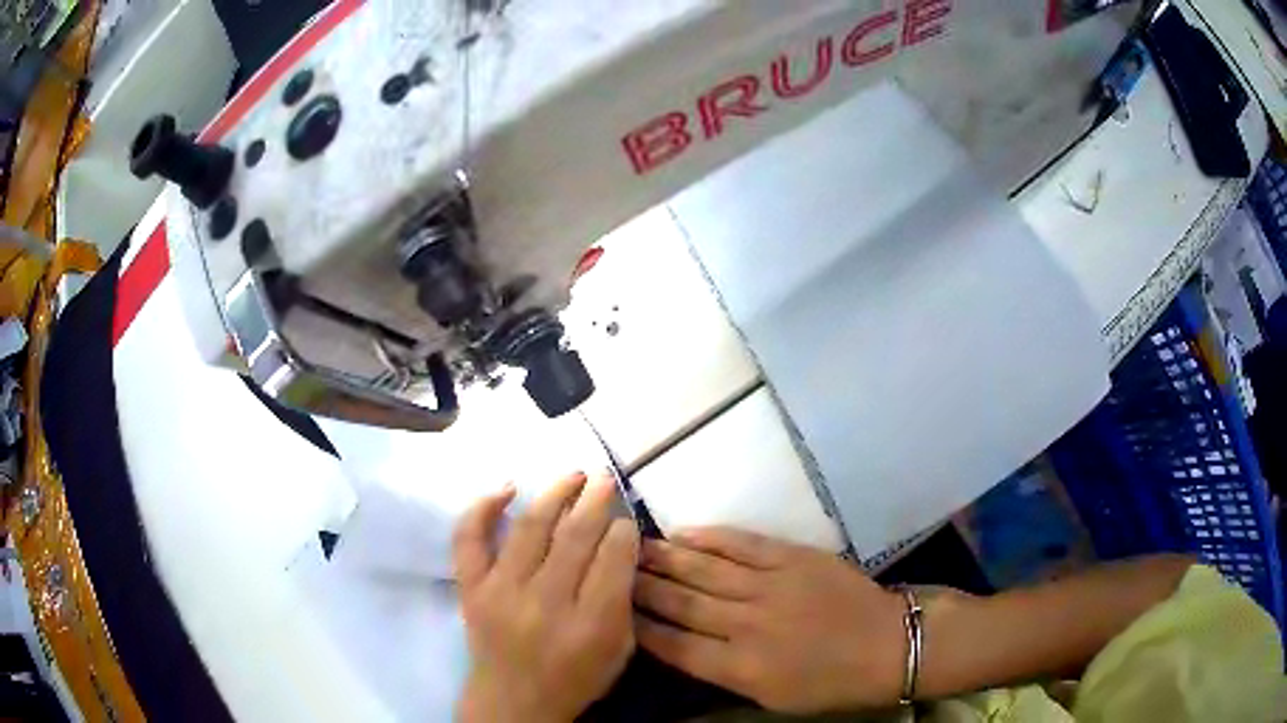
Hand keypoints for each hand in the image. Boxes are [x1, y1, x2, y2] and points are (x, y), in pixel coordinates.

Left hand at [453, 472, 639, 722]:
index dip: (623, 529)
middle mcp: (545, 603)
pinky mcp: (471, 588)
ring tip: (573, 475)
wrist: (513, 703)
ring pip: (530, 528)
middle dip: (595, 501)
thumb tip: (620, 544)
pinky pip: (469, 539)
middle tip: (604, 479)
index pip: (613, 558)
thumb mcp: (619, 649)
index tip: (625, 517)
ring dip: (555, 494)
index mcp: (590, 624)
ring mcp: (501, 592)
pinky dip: (483, 508)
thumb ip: (623, 599)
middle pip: (575, 536)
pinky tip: (507, 488)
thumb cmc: (574, 678)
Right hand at [634, 528, 906, 712]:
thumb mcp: (772, 697)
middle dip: (640, 586)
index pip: (674, 646)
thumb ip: (725, 673)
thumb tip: (684, 646)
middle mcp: (747, 626)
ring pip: (703, 570)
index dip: (639, 625)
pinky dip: (709, 538)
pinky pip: (741, 544)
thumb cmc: (829, 683)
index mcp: (740, 669)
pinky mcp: (791, 558)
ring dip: (664, 558)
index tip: (613, 607)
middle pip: (680, 604)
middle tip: (609, 568)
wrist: (886, 644)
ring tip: (632, 546)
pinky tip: (683, 533)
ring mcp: (769, 587)